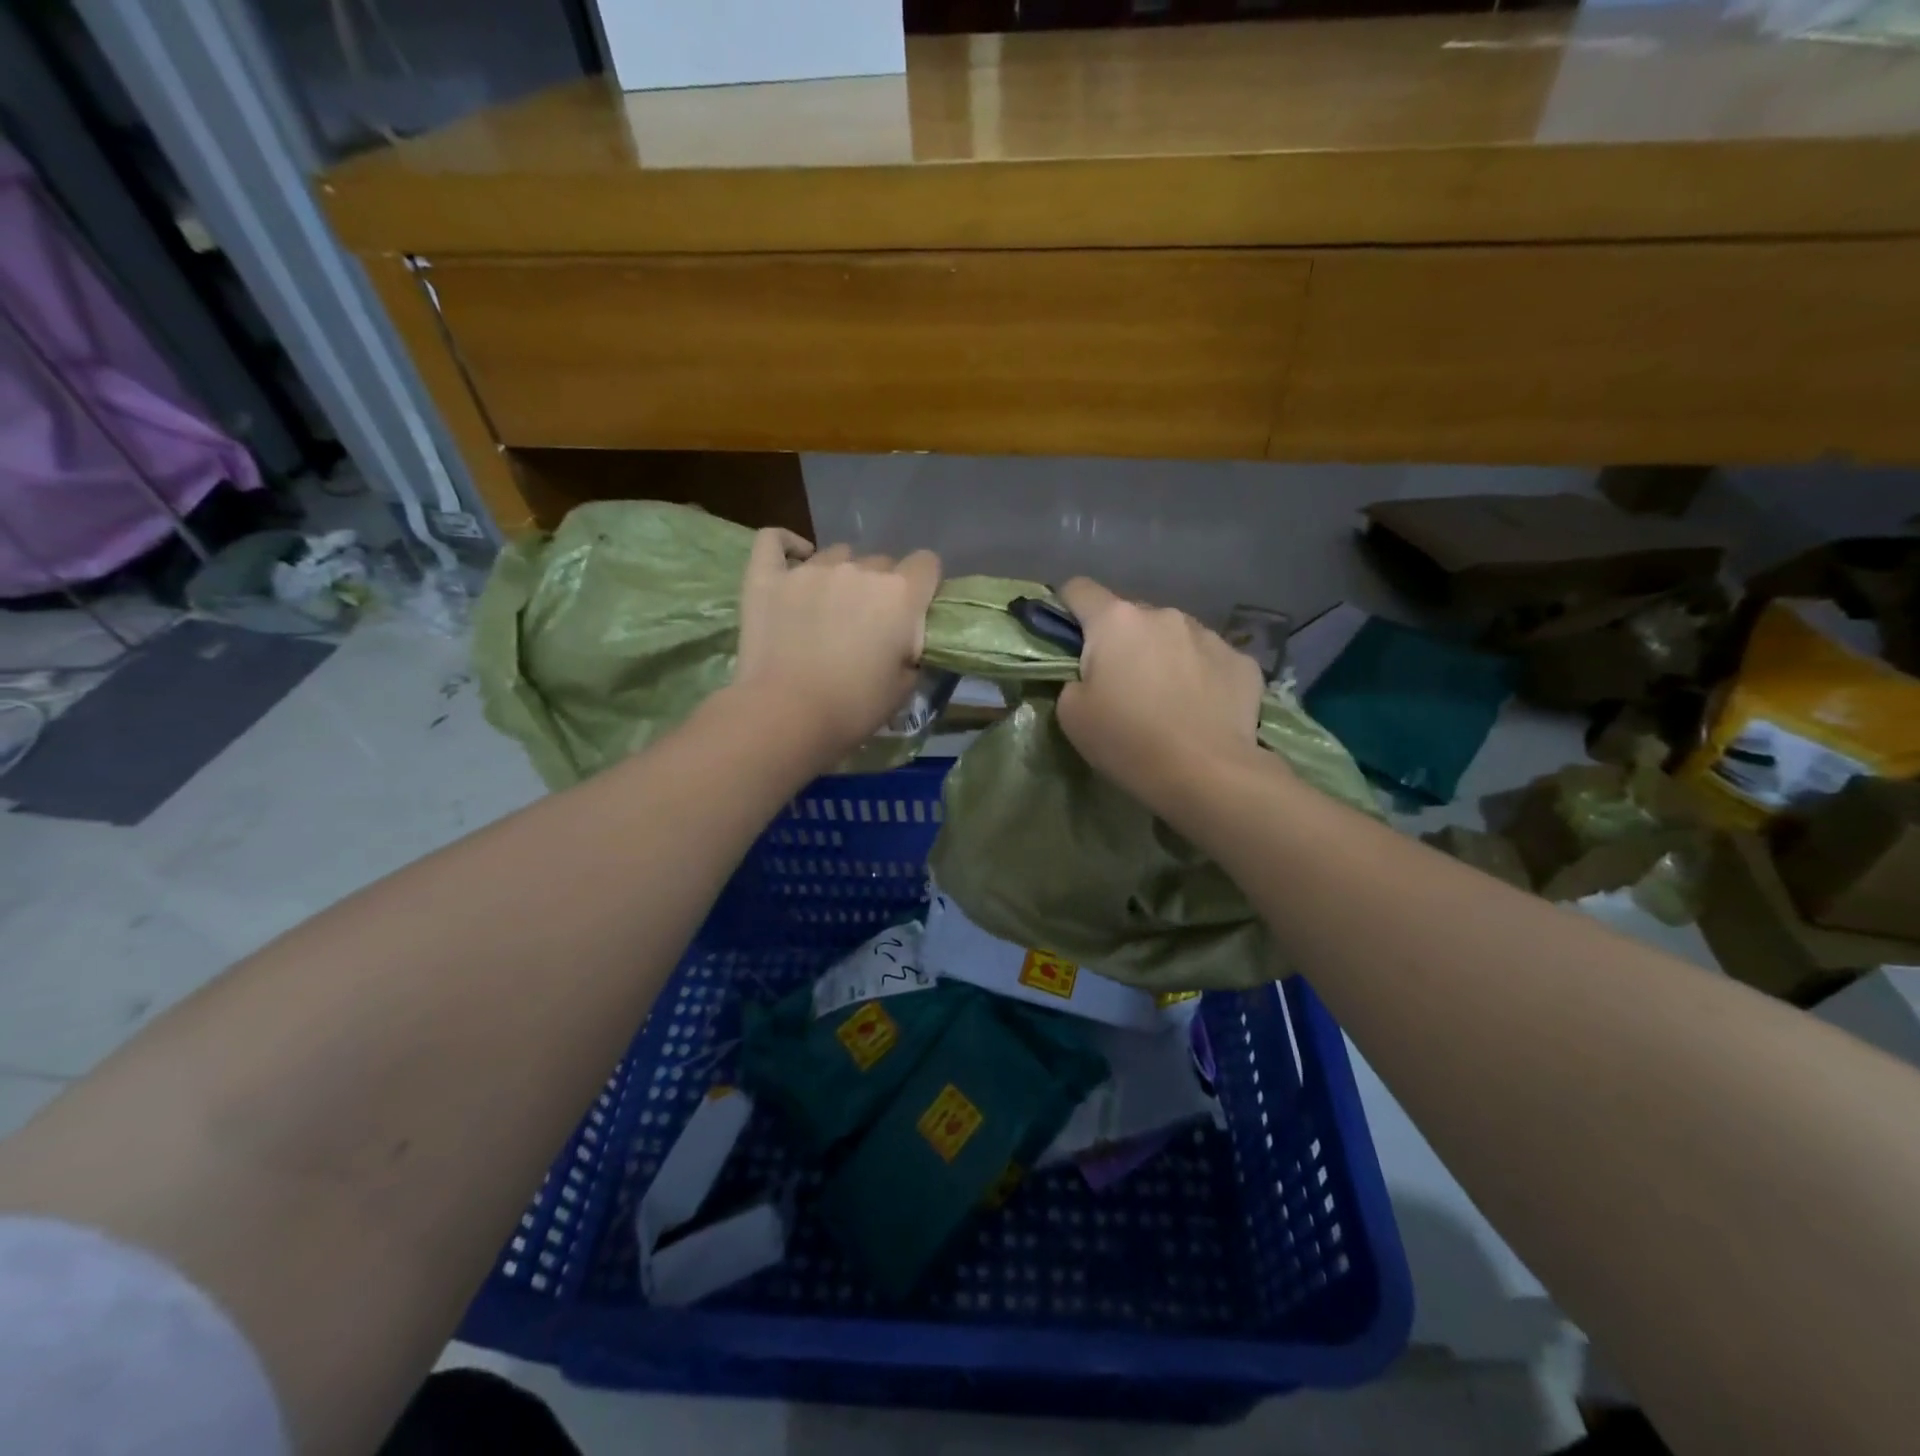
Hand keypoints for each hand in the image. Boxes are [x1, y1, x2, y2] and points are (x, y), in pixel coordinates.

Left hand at [732, 531, 941, 766]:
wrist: (786, 715)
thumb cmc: (853, 707)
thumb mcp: (904, 688)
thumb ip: (912, 652)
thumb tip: (906, 641)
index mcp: (900, 595)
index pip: (927, 564)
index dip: (924, 586)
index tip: (914, 612)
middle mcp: (859, 570)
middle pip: (881, 562)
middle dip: (881, 588)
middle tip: (868, 625)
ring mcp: (811, 569)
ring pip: (837, 555)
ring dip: (841, 575)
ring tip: (829, 606)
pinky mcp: (769, 577)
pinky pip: (775, 540)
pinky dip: (788, 546)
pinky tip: (795, 558)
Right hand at [1055, 577, 1266, 813]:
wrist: (1207, 773)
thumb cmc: (1128, 740)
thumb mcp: (1072, 714)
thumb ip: (1072, 678)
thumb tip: (1089, 673)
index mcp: (1116, 621)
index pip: (1079, 589)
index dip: (1067, 608)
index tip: (1068, 638)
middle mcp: (1163, 614)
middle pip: (1130, 616)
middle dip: (1120, 640)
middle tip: (1120, 684)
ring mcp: (1208, 634)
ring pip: (1172, 635)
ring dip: (1162, 655)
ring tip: (1166, 698)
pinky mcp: (1241, 660)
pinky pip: (1209, 658)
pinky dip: (1200, 675)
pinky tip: (1201, 708)